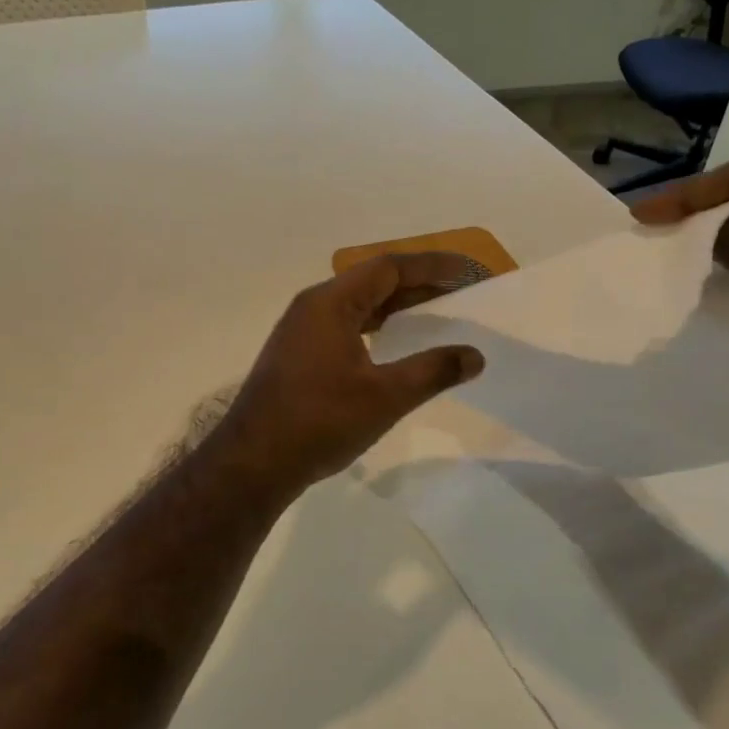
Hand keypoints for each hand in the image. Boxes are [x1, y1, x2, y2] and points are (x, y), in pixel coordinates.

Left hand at [212, 254, 485, 497]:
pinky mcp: (297, 355)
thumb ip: (433, 371)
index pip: (388, 268)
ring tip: (434, 315)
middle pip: (372, 282)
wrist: (254, 462)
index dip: (431, 266)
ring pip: (357, 306)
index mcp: (330, 303)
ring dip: (395, 307)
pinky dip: (375, 328)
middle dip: (417, 284)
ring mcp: (301, 332)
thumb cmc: (320, 421)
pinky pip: (344, 326)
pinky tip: (393, 346)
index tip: (467, 270)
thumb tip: (475, 356)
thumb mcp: (385, 397)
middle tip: (459, 292)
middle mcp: (312, 307)